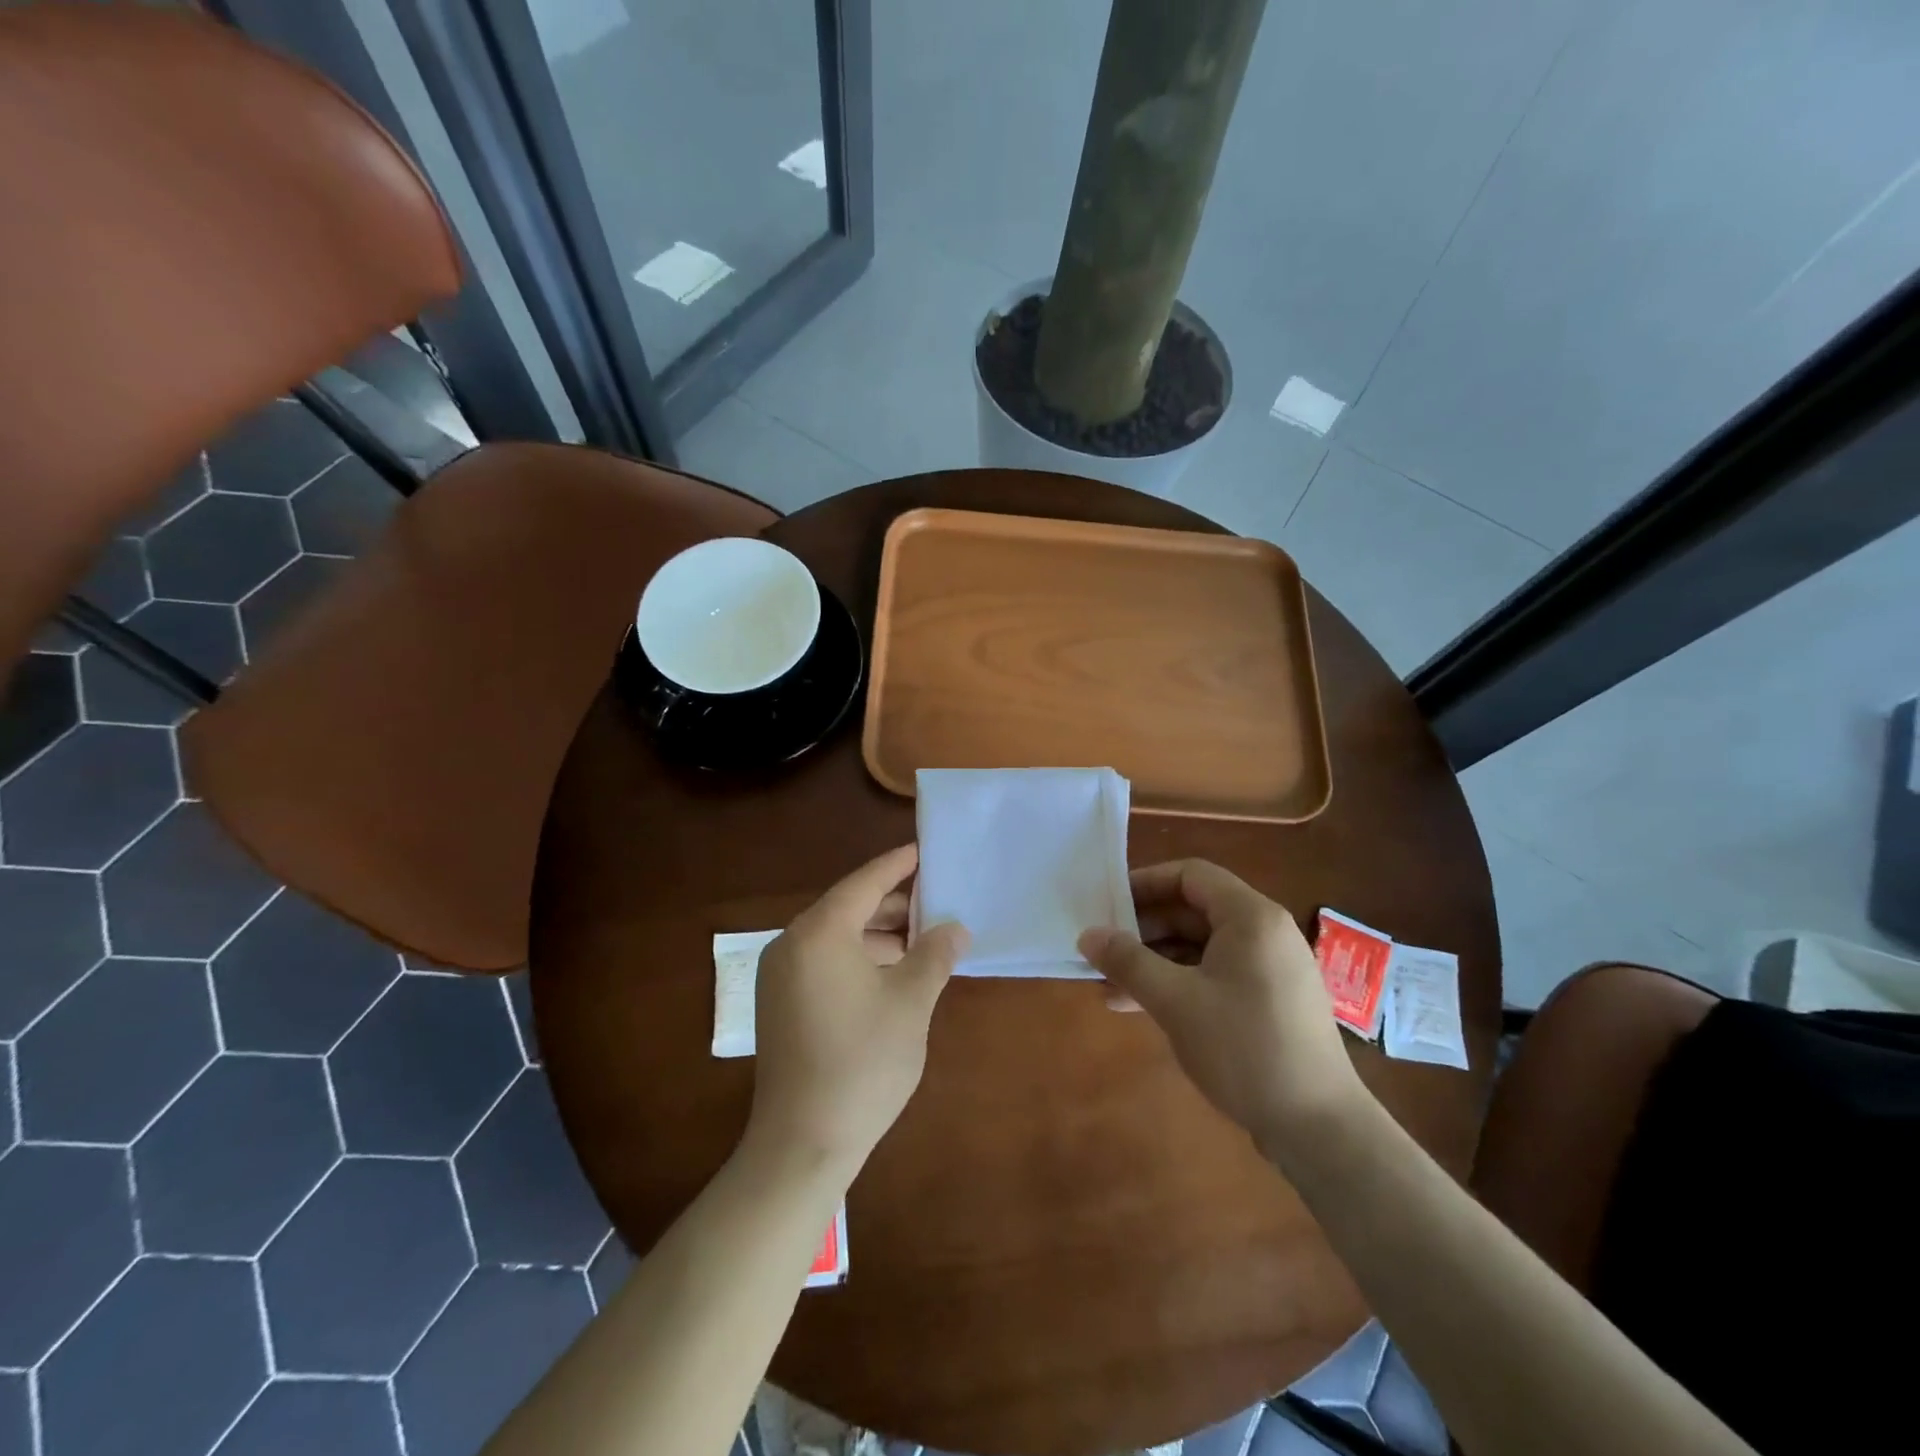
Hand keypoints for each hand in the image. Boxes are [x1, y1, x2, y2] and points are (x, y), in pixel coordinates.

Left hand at [745, 844, 969, 1180]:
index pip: (865, 882)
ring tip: (923, 939)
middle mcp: (791, 944)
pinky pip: (824, 962)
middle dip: (894, 905)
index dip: (898, 865)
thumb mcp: (911, 1002)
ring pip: (837, 937)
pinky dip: (859, 958)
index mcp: (819, 933)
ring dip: (879, 935)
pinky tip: (893, 973)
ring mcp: (780, 976)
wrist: (802, 1144)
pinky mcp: (780, 1004)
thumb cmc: (862, 1063)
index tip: (925, 850)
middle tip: (937, 900)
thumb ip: (935, 955)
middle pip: (848, 908)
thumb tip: (955, 928)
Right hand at [1078, 860, 1361, 1157]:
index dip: (1145, 883)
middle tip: (1103, 947)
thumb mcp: (1175, 1001)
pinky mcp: (1268, 1003)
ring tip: (1109, 983)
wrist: (1319, 1128)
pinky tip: (1139, 1007)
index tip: (1107, 903)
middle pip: (1194, 910)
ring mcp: (1269, 970)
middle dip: (1144, 929)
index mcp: (1250, 917)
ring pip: (1200, 947)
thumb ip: (1128, 962)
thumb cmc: (1244, 1047)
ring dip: (1155, 961)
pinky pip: (1214, 975)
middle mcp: (1264, 933)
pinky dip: (1178, 983)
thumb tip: (1087, 935)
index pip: (1190, 875)